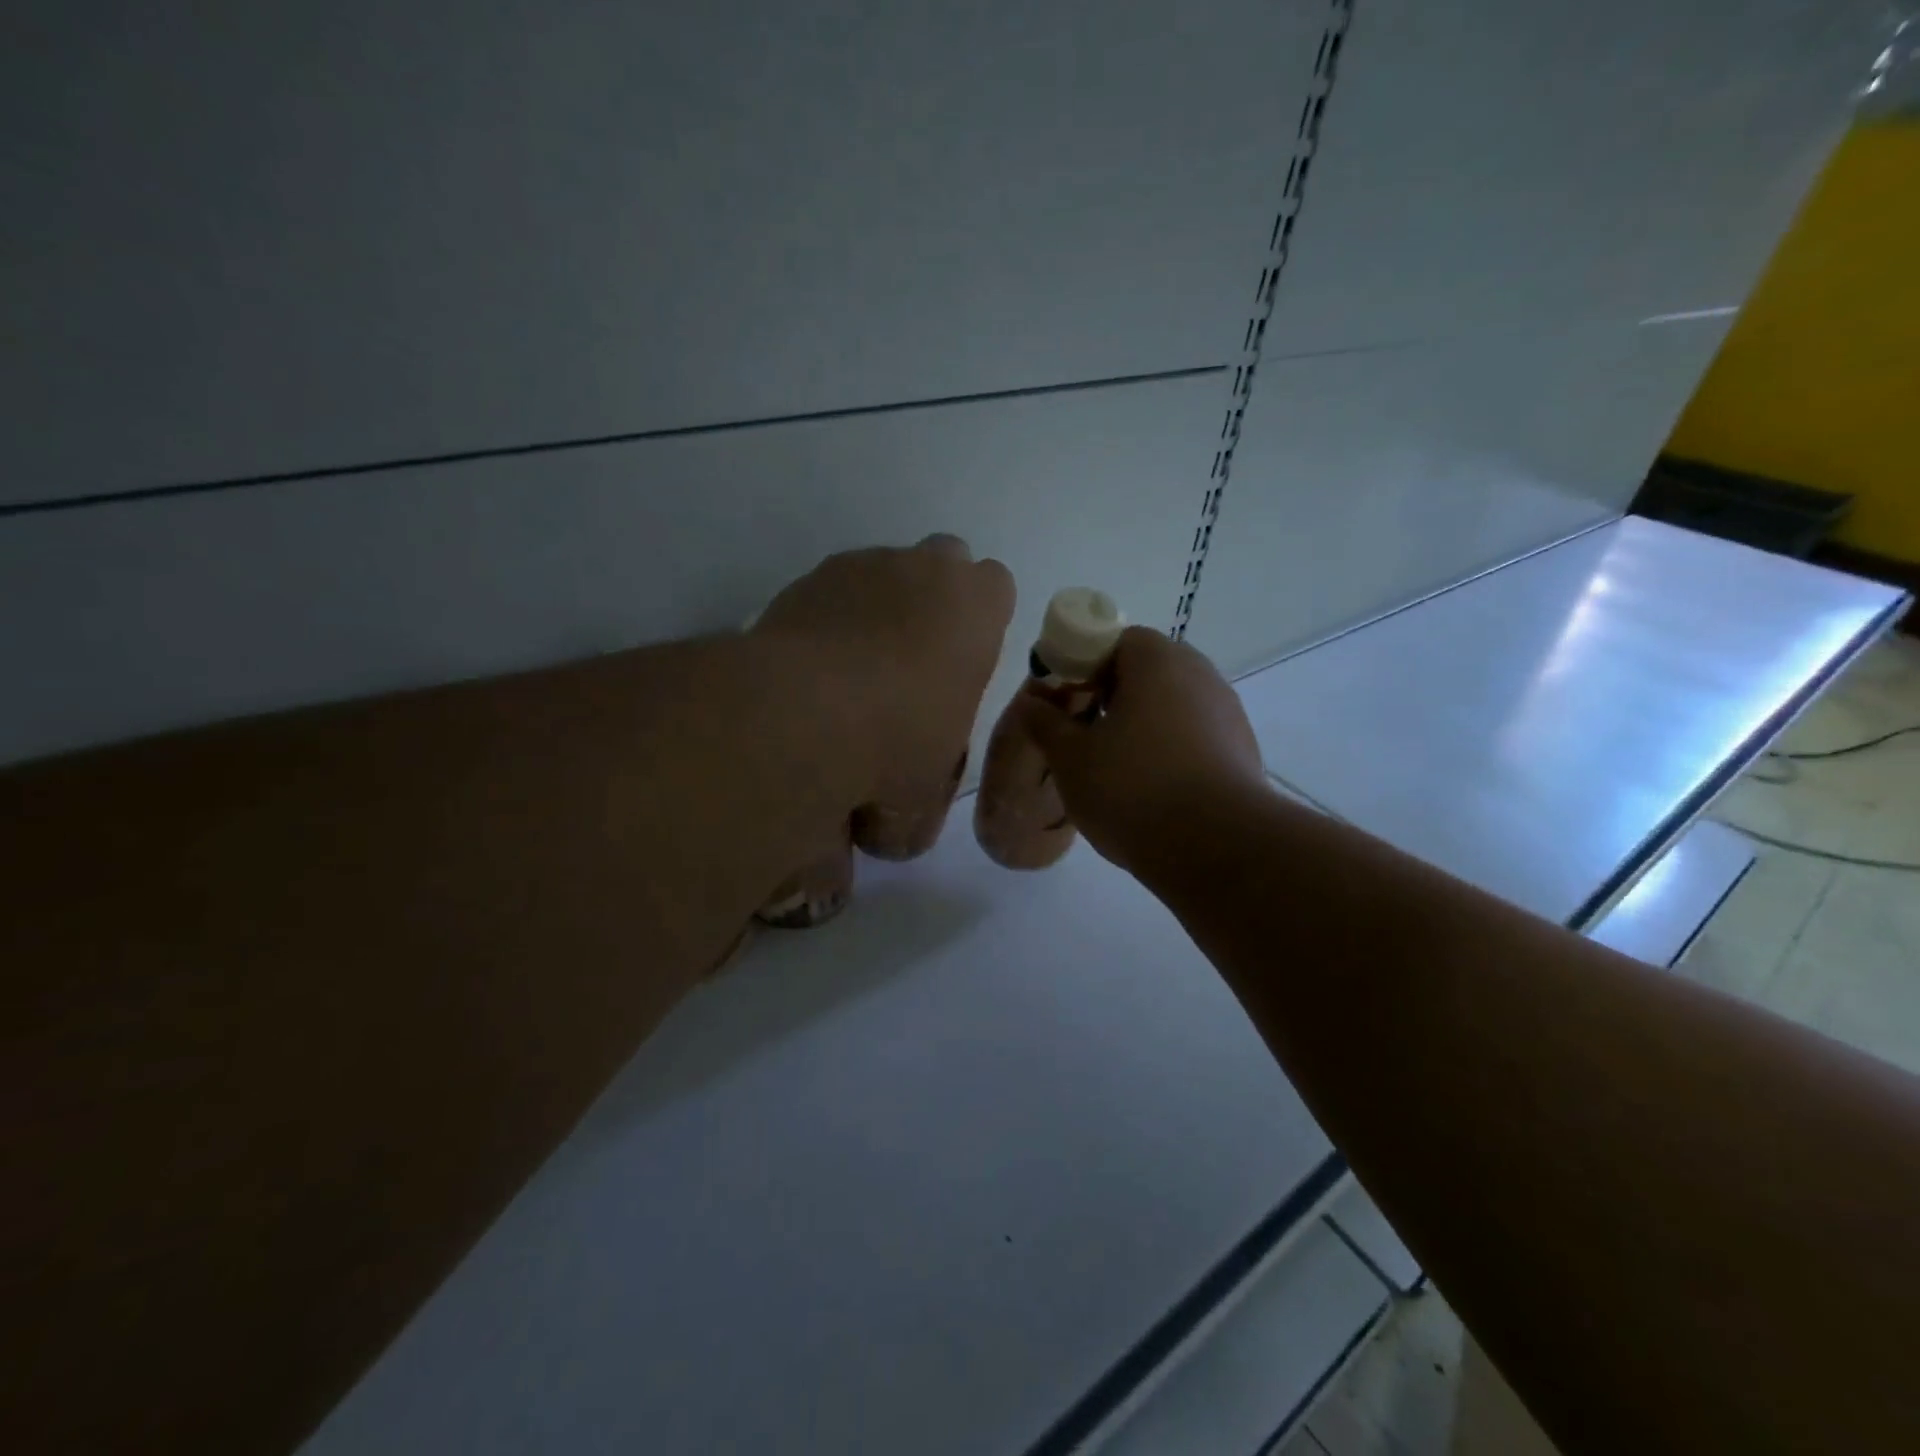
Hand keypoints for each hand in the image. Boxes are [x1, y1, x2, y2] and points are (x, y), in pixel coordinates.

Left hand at [754, 535, 1015, 849]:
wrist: (803, 714)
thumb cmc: (896, 744)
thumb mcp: (922, 797)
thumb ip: (920, 807)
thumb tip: (892, 834)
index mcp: (977, 607)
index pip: (996, 586)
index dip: (981, 620)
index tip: (962, 660)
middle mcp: (923, 569)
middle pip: (942, 562)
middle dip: (934, 600)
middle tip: (912, 659)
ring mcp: (861, 566)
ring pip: (882, 573)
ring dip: (878, 609)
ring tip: (851, 671)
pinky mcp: (806, 579)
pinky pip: (830, 593)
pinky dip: (827, 621)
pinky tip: (810, 669)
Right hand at [1026, 627, 1266, 876]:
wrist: (1217, 848)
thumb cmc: (1133, 789)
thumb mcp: (1071, 758)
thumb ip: (1045, 723)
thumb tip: (1031, 702)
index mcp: (1157, 661)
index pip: (1115, 640)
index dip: (1082, 665)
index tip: (1063, 702)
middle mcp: (1200, 675)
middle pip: (1146, 672)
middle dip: (1110, 697)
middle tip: (1082, 734)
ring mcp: (1227, 713)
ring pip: (1171, 706)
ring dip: (1140, 725)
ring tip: (1114, 768)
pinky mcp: (1243, 751)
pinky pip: (1193, 736)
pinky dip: (1169, 750)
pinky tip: (1151, 789)